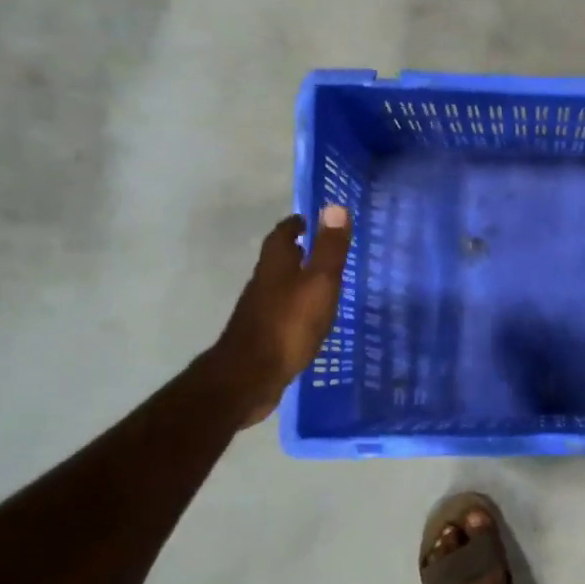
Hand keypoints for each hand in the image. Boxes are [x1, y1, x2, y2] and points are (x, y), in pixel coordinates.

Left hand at [206, 207, 352, 426]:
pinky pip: (282, 311)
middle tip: (319, 247)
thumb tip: (334, 206)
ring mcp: (260, 310)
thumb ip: (329, 249)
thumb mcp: (319, 282)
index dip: (296, 224)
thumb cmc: (288, 324)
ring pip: (279, 285)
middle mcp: (264, 283)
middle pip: (278, 259)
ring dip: (296, 278)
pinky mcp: (262, 335)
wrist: (249, 377)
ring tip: (320, 281)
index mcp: (276, 265)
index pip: (283, 234)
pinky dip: (296, 306)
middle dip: (297, 250)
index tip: (309, 220)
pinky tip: (310, 317)